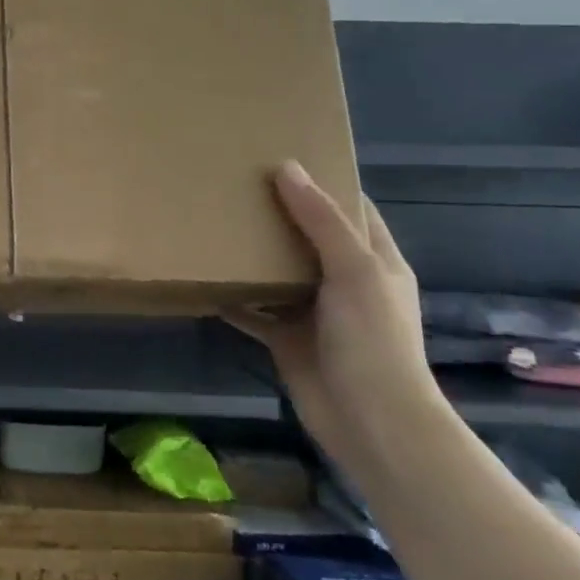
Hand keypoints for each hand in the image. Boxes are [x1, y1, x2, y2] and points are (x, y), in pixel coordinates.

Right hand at [230, 161, 443, 472]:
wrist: (370, 421)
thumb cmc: (372, 339)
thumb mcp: (354, 270)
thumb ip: (321, 221)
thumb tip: (286, 167)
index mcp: (374, 261)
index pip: (351, 210)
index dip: (323, 183)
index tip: (282, 158)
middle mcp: (344, 282)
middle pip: (308, 237)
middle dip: (277, 214)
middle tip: (234, 186)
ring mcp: (314, 312)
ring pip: (278, 273)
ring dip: (252, 255)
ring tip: (213, 224)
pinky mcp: (286, 339)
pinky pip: (254, 312)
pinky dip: (233, 299)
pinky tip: (205, 282)